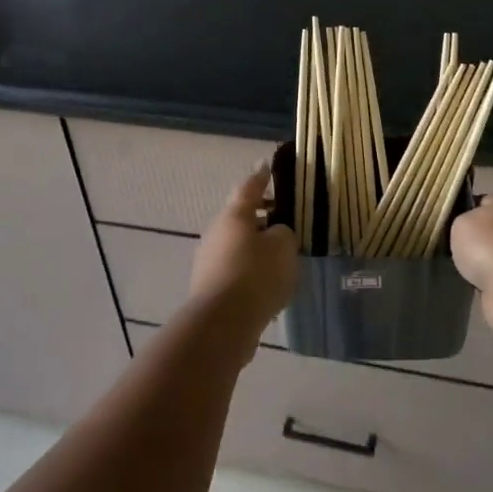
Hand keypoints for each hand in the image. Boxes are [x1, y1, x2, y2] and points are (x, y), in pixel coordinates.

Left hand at [188, 165, 298, 352]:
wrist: (222, 325)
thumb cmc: (256, 276)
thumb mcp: (283, 247)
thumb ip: (284, 233)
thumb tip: (275, 234)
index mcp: (234, 216)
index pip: (249, 187)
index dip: (261, 177)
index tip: (267, 166)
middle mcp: (217, 233)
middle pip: (241, 218)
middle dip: (261, 218)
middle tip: (282, 220)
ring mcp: (209, 261)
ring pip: (237, 246)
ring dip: (256, 248)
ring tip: (279, 259)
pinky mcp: (209, 288)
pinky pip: (235, 270)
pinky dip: (250, 272)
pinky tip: (267, 286)